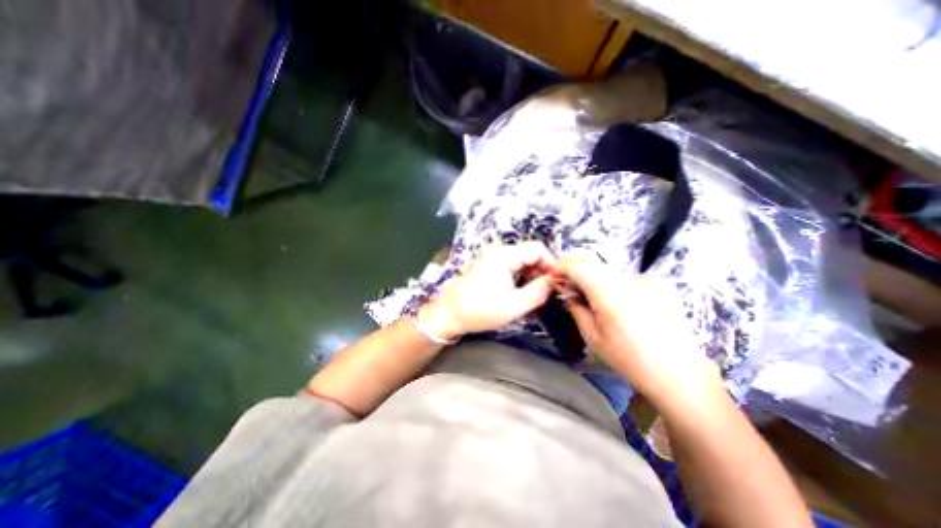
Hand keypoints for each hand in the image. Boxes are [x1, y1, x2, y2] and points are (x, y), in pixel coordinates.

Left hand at [420, 242, 557, 340]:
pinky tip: (523, 291)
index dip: (552, 263)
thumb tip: (554, 282)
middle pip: (530, 253)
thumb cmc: (479, 310)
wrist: (449, 314)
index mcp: (505, 255)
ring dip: (533, 275)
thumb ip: (538, 292)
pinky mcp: (490, 266)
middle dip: (543, 270)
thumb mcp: (513, 306)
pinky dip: (522, 277)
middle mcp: (499, 251)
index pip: (538, 249)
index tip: (558, 282)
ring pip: (523, 261)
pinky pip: (513, 266)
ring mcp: (493, 258)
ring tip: (537, 294)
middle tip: (549, 291)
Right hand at [553, 255, 722, 414]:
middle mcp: (626, 279)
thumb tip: (565, 291)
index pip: (578, 265)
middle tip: (567, 285)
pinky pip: (623, 275)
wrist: (679, 372)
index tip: (554, 277)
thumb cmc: (629, 358)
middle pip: (592, 261)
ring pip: (607, 267)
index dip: (561, 266)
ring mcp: (644, 279)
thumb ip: (576, 307)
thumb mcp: (593, 336)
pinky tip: (613, 300)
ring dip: (591, 274)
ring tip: (588, 294)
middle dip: (574, 268)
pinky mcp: (656, 283)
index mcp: (608, 292)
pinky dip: (609, 281)